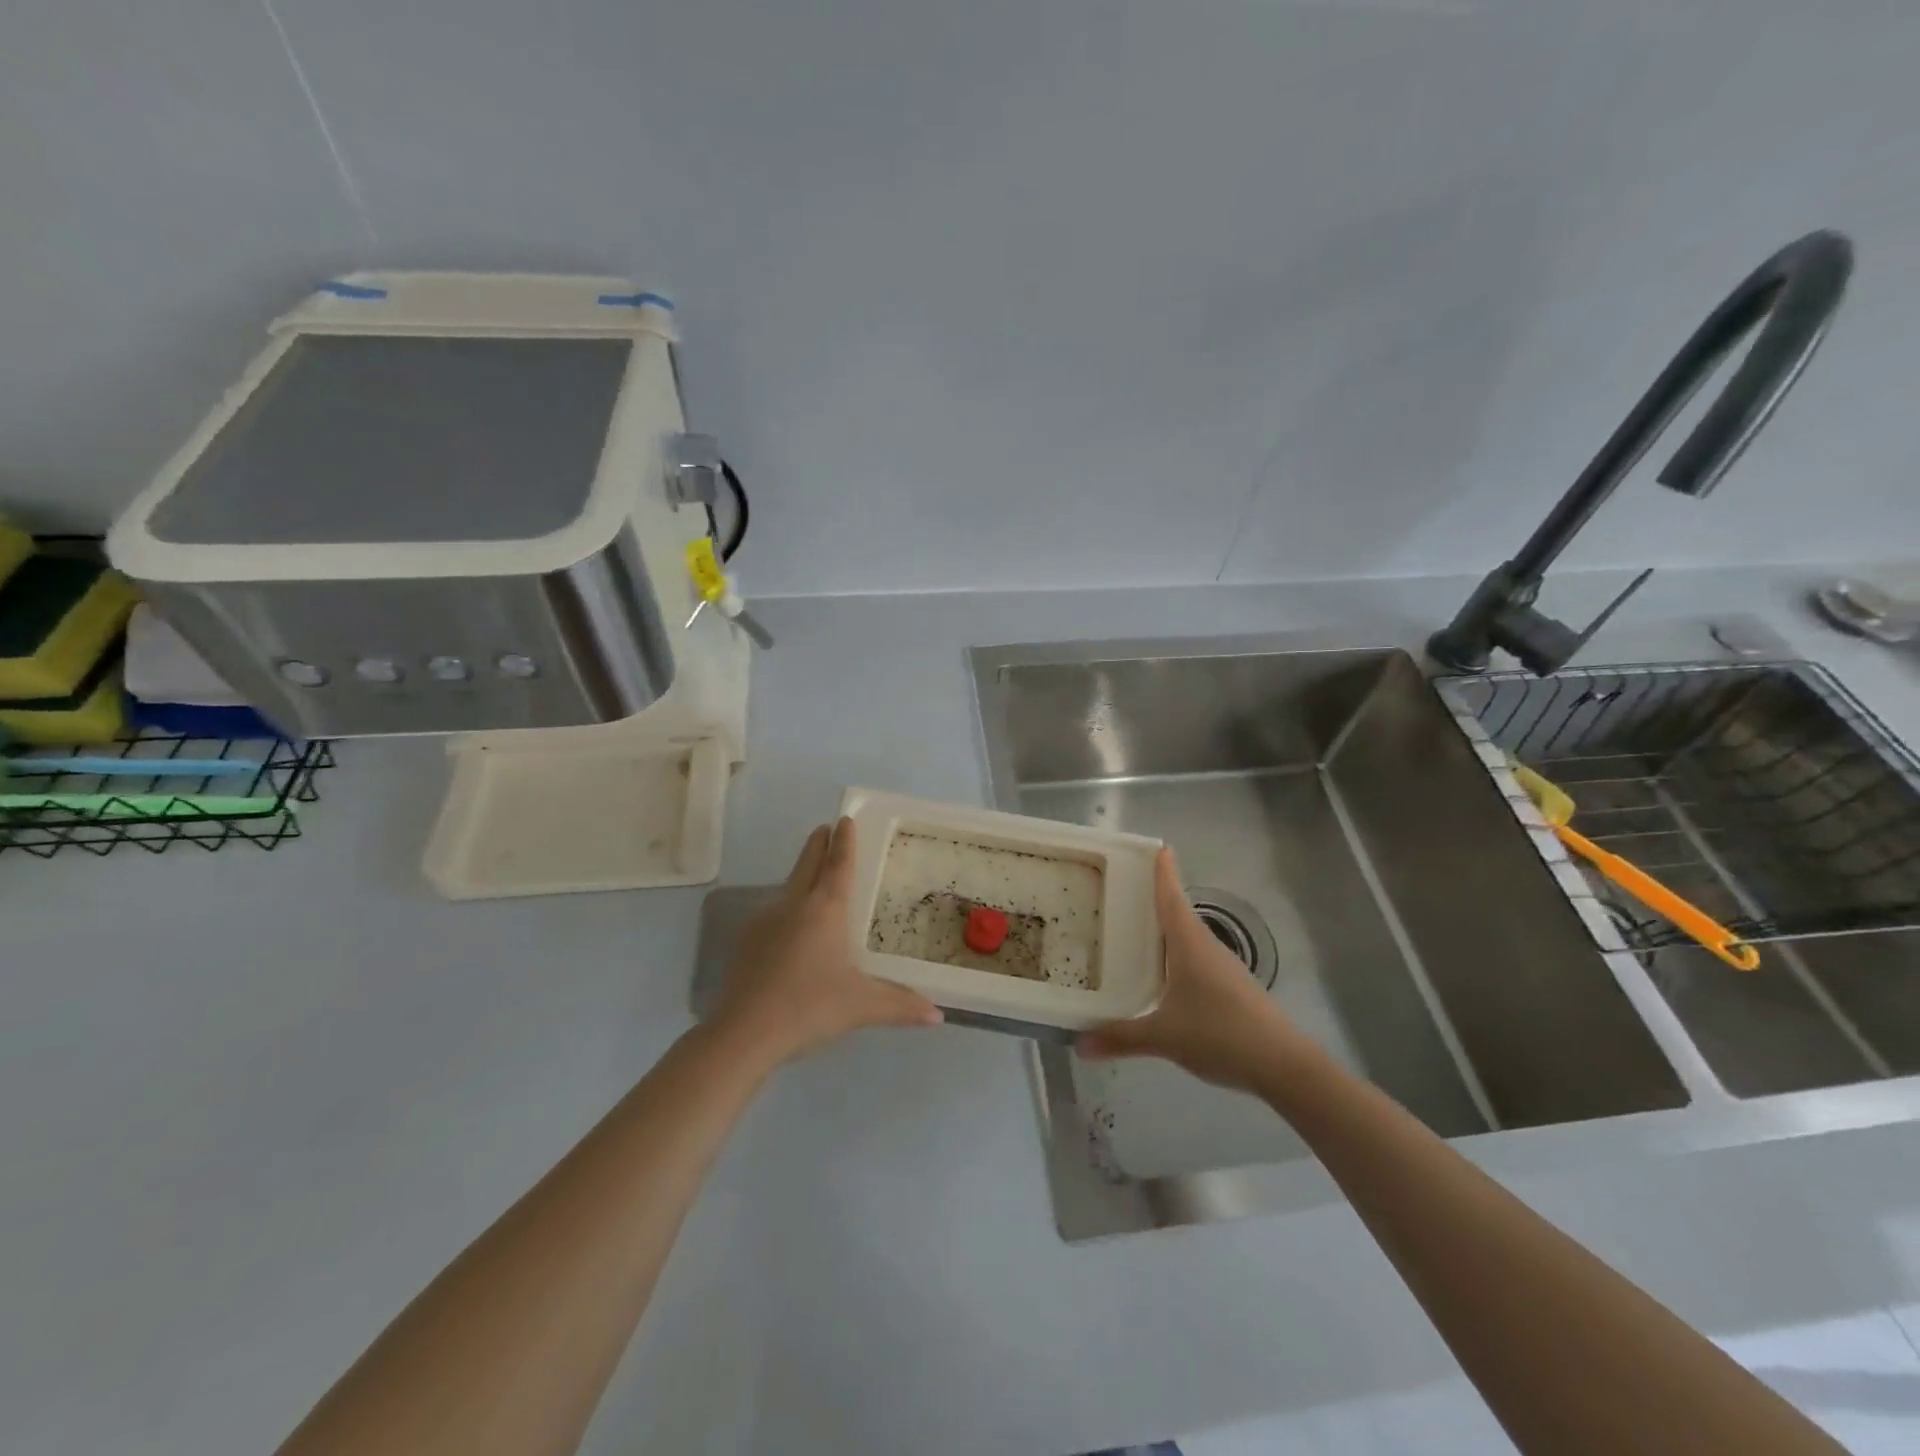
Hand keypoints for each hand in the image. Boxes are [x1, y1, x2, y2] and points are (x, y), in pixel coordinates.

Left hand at [710, 818, 942, 1068]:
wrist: (744, 1032)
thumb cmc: (810, 1007)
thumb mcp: (862, 1006)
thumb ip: (900, 1005)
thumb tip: (938, 1015)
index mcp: (825, 909)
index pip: (838, 864)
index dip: (844, 841)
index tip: (845, 819)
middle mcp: (794, 905)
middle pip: (807, 864)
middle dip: (818, 844)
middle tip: (825, 828)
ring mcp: (764, 921)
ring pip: (787, 888)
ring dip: (801, 876)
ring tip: (813, 881)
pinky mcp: (746, 943)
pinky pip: (772, 915)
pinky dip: (786, 911)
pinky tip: (790, 933)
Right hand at [1077, 848, 1305, 1092]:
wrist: (1283, 1065)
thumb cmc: (1220, 1034)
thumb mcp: (1164, 1037)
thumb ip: (1121, 1038)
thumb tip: (1079, 1044)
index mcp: (1190, 945)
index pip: (1172, 898)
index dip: (1164, 873)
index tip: (1158, 847)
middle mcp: (1207, 948)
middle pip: (1179, 914)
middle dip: (1156, 900)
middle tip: (1125, 890)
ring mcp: (1223, 969)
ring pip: (1188, 940)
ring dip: (1166, 931)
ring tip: (1136, 930)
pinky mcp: (1232, 989)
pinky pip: (1196, 961)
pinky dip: (1176, 958)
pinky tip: (1162, 976)